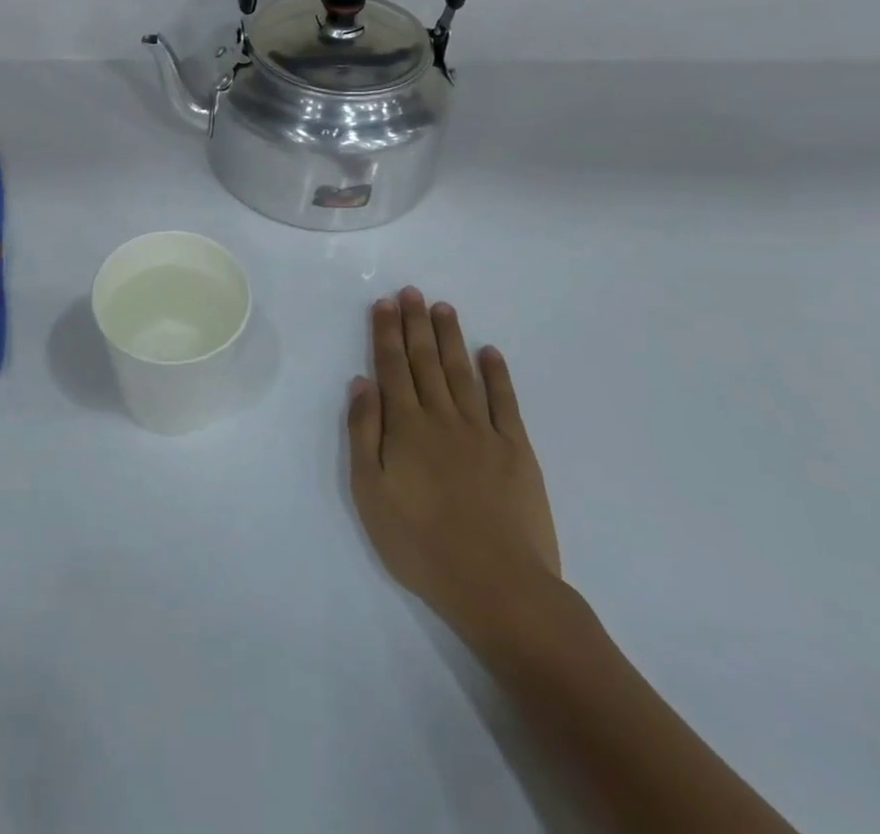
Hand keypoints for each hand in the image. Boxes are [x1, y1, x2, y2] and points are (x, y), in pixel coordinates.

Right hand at [346, 289, 561, 652]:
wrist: (499, 587)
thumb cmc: (421, 544)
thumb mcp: (371, 493)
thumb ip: (364, 433)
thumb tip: (362, 383)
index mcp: (406, 427)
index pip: (392, 367)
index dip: (386, 333)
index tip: (384, 303)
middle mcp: (443, 417)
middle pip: (425, 361)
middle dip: (415, 323)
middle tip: (411, 291)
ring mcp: (483, 432)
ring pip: (462, 372)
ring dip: (450, 338)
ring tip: (443, 308)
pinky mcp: (517, 451)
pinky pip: (505, 402)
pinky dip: (497, 374)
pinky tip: (489, 353)